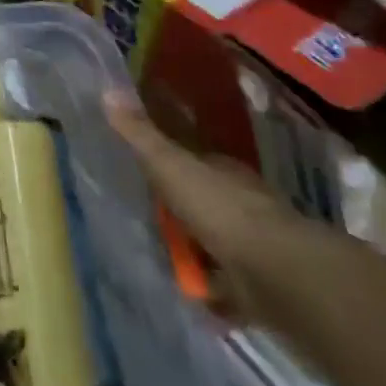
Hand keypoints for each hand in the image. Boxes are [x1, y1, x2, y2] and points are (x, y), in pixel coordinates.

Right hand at [103, 90, 317, 318]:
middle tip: (149, 217)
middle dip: (185, 211)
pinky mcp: (260, 287)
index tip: (149, 170)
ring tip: (162, 259)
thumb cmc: (220, 209)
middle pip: (207, 203)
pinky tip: (189, 295)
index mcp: (225, 173)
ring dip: (198, 253)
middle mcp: (245, 206)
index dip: (175, 164)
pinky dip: (212, 292)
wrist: (278, 274)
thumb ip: (140, 134)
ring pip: (218, 244)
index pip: (198, 162)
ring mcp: (255, 248)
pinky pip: (227, 287)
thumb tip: (107, 89)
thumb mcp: (169, 165)